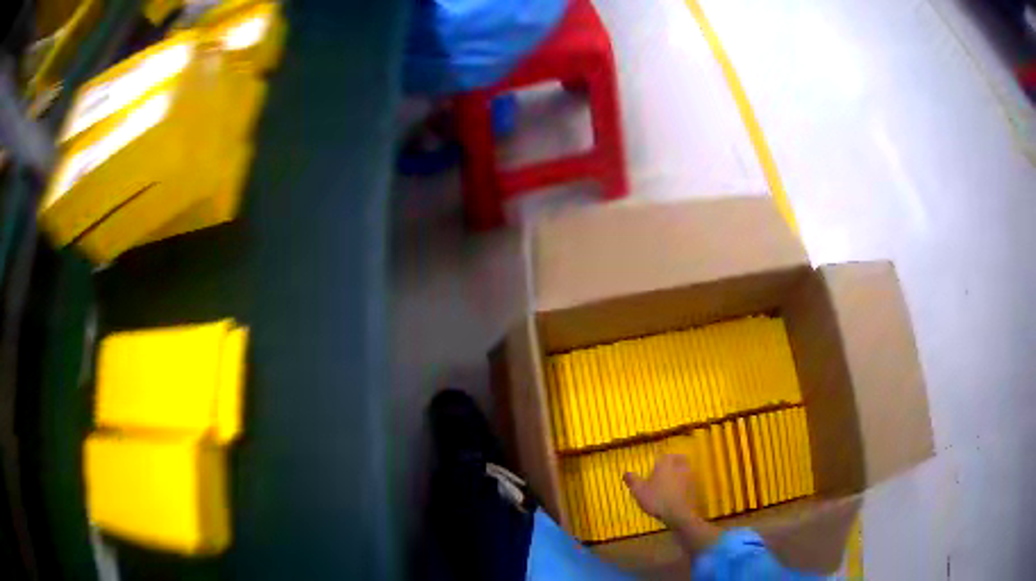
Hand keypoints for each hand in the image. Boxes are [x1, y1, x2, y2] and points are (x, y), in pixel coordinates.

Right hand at [624, 453, 719, 555]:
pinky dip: (684, 482)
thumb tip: (625, 472)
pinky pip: (689, 479)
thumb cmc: (657, 499)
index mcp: (665, 463)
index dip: (660, 457)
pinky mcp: (694, 486)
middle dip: (673, 460)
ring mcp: (689, 476)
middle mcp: (679, 466)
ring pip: (685, 468)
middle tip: (666, 467)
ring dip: (680, 470)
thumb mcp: (639, 491)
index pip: (663, 454)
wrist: (678, 513)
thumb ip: (632, 480)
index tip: (655, 462)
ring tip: (672, 478)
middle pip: (678, 458)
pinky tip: (678, 490)